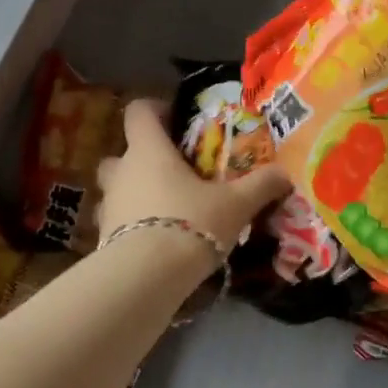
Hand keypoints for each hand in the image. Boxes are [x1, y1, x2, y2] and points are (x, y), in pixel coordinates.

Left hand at [96, 100, 289, 266]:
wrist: (145, 277)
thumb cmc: (190, 223)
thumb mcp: (235, 205)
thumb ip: (260, 186)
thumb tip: (285, 174)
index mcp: (148, 150)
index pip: (138, 111)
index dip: (155, 110)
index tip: (176, 122)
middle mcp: (122, 170)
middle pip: (122, 151)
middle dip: (142, 158)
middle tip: (171, 172)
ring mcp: (107, 204)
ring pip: (116, 188)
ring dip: (133, 193)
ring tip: (164, 209)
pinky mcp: (102, 237)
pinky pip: (115, 221)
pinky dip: (129, 226)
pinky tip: (154, 242)